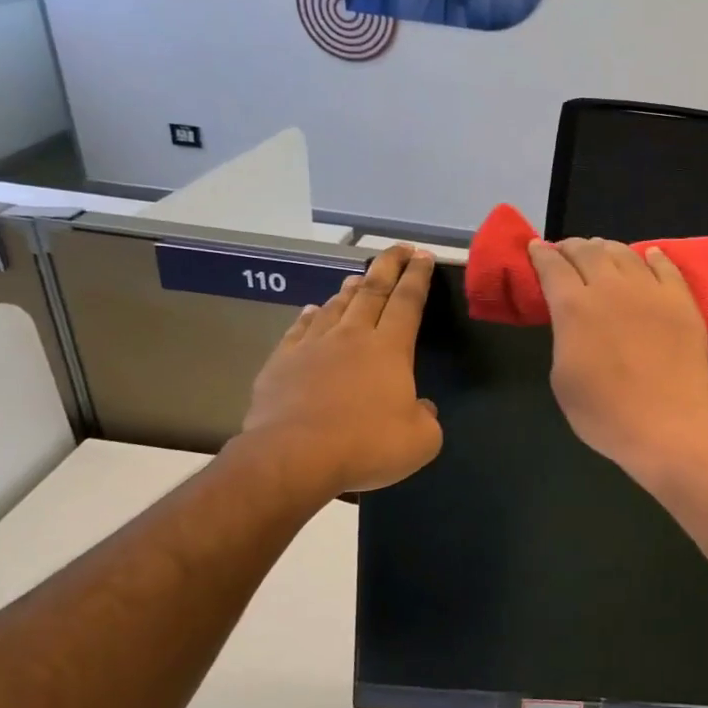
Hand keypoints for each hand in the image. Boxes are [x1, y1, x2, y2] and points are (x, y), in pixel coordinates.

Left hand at [239, 246, 441, 494]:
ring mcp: (313, 346)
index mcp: (390, 349)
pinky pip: (299, 329)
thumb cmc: (366, 445)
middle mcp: (352, 337)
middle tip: (399, 249)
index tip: (423, 255)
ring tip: (357, 277)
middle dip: (388, 266)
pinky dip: (309, 316)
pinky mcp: (281, 362)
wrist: (294, 457)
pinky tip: (311, 310)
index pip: (408, 301)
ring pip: (335, 306)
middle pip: (372, 291)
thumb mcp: (421, 440)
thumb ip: (426, 417)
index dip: (418, 277)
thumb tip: (420, 407)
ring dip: (349, 289)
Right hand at [528, 238, 707, 483]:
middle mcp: (610, 288)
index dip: (541, 254)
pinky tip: (648, 255)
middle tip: (567, 251)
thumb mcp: (562, 377)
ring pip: (625, 253)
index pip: (553, 267)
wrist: (668, 426)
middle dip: (572, 247)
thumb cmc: (605, 413)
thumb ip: (564, 337)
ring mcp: (650, 291)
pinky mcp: (682, 301)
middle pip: (588, 251)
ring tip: (602, 251)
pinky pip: (666, 267)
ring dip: (607, 248)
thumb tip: (571, 320)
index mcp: (574, 307)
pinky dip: (652, 257)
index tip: (536, 247)